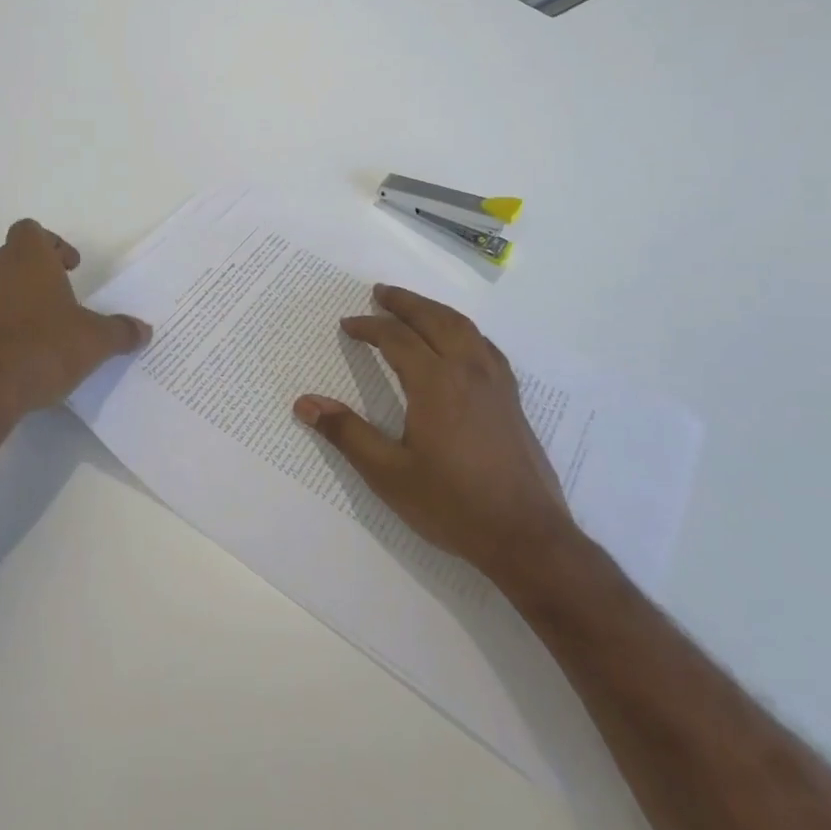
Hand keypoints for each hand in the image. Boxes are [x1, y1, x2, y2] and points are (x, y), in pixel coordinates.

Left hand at [0, 219, 150, 429]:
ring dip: (2, 305)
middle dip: (29, 278)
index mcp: (26, 259)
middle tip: (52, 306)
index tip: (69, 269)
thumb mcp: (93, 343)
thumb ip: (120, 332)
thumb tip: (144, 330)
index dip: (52, 245)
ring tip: (24, 337)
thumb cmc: (40, 350)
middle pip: (8, 260)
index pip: (32, 231)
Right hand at [293, 285, 574, 584]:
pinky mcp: (512, 398)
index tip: (347, 325)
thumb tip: (304, 403)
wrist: (526, 536)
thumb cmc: (452, 504)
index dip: (369, 327)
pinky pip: (485, 346)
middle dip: (404, 302)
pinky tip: (459, 342)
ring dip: (434, 310)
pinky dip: (463, 331)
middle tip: (380, 292)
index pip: (396, 338)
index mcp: (435, 382)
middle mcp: (467, 370)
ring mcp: (495, 382)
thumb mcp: (389, 474)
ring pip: (463, 327)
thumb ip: (347, 433)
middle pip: (433, 319)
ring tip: (414, 307)